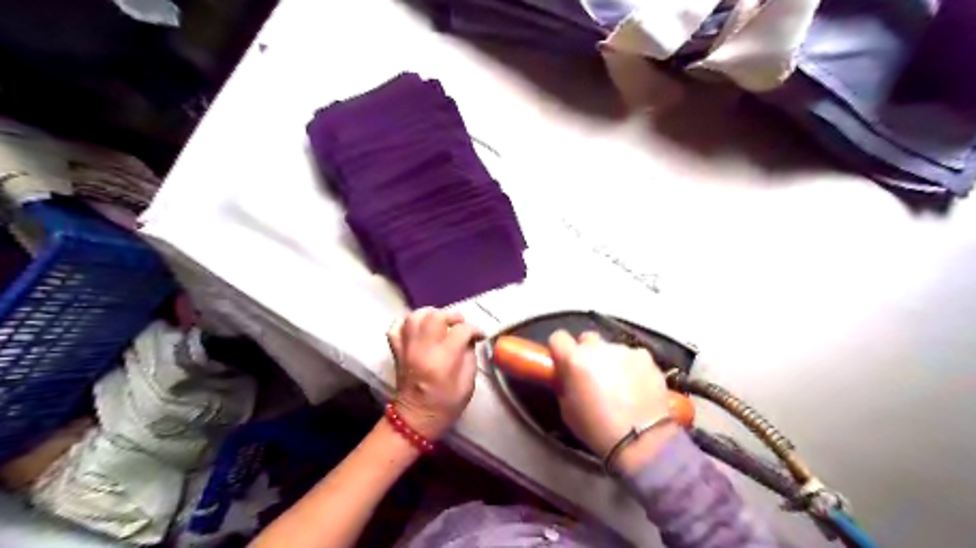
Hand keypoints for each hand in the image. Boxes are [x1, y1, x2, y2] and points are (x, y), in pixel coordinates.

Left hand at [385, 308, 483, 439]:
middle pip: (435, 316)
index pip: (461, 330)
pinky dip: (407, 323)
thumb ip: (470, 357)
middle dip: (451, 316)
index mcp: (443, 360)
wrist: (414, 420)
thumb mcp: (468, 385)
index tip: (479, 335)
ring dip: (430, 314)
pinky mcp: (397, 351)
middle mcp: (423, 349)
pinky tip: (419, 328)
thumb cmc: (445, 405)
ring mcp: (407, 348)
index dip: (474, 329)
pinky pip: (396, 327)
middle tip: (460, 324)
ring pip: (415, 317)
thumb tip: (469, 339)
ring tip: (440, 321)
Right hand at [548, 330, 680, 471]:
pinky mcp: (646, 356)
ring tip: (619, 385)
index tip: (563, 361)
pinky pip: (633, 356)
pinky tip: (637, 386)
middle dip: (586, 352)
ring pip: (611, 348)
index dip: (559, 349)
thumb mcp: (567, 409)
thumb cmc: (597, 429)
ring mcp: (624, 350)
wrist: (641, 440)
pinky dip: (632, 366)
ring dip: (611, 360)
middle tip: (591, 374)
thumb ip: (565, 383)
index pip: (558, 337)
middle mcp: (598, 348)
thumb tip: (566, 375)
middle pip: (587, 339)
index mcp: (574, 359)